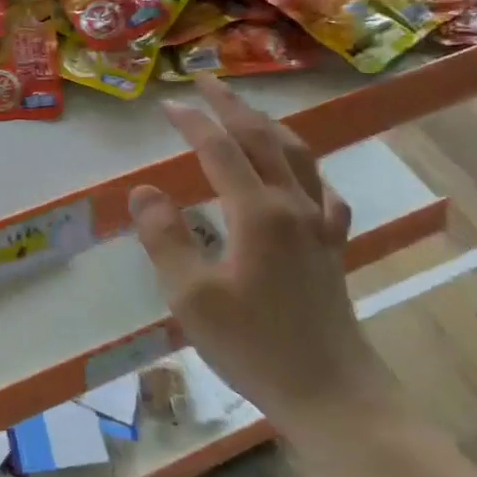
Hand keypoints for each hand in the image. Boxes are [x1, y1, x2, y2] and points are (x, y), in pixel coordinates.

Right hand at [128, 76, 392, 437]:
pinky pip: (323, 192)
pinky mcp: (331, 248)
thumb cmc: (255, 345)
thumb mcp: (192, 296)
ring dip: (269, 127)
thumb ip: (165, 238)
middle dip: (232, 107)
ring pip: (298, 157)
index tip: (167, 104)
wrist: (330, 392)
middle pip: (263, 140)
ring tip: (247, 113)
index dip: (193, 123)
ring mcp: (319, 225)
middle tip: (206, 84)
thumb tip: (144, 191)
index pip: (221, 151)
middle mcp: (293, 206)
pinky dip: (306, 170)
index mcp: (258, 213)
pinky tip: (302, 177)